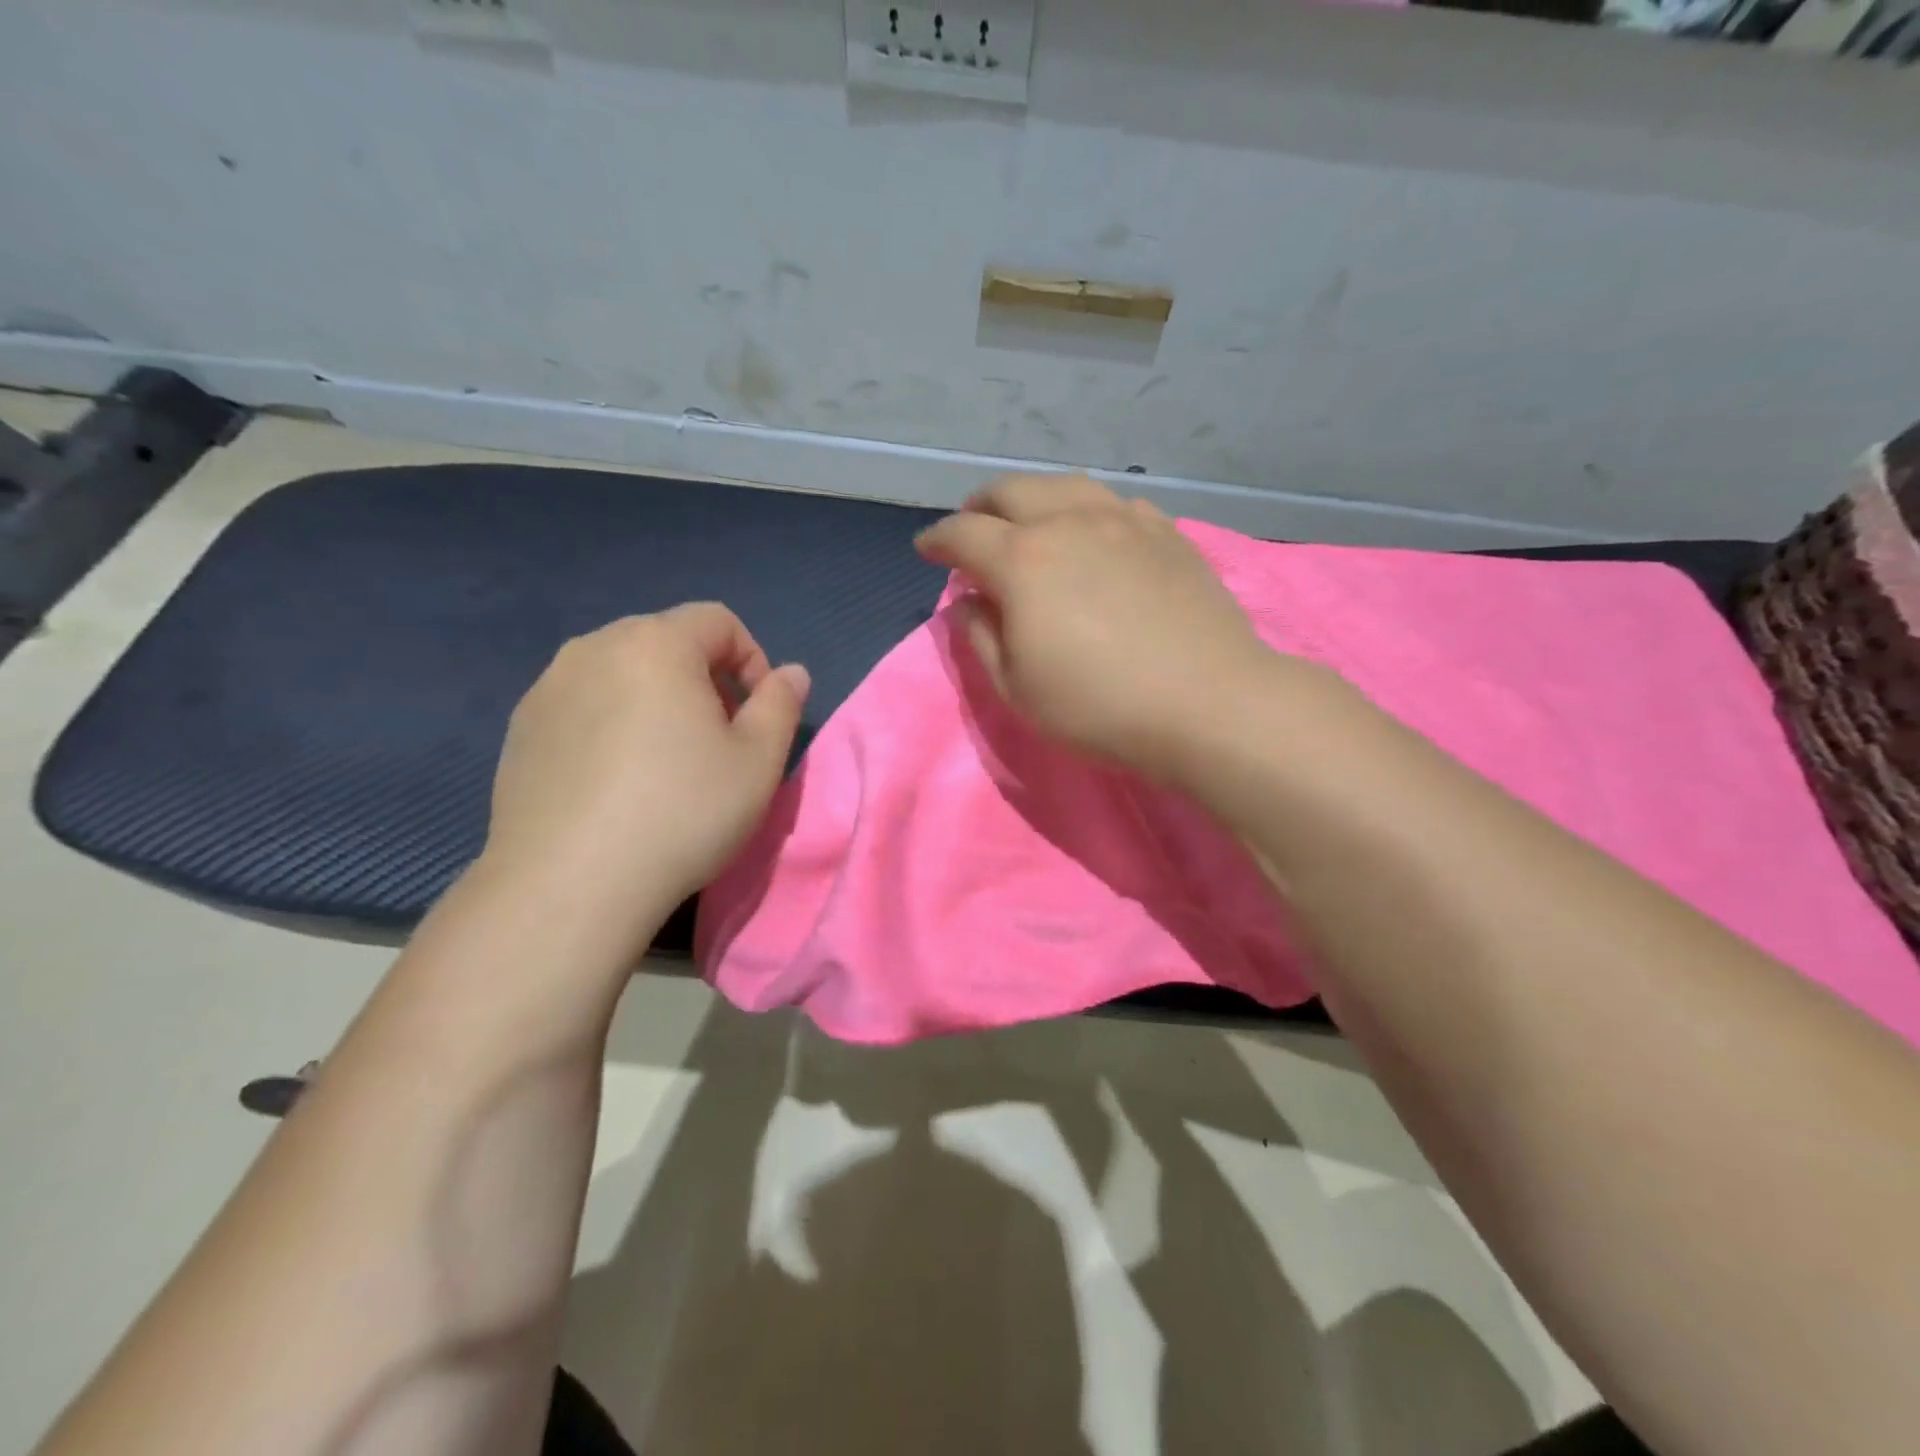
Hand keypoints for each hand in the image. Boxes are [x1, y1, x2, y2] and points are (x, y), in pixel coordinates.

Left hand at [482, 604, 809, 946]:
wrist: (570, 884)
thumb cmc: (682, 812)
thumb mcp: (758, 761)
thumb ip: (781, 704)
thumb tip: (790, 673)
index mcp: (656, 644)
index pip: (718, 620)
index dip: (752, 659)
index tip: (757, 713)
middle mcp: (594, 648)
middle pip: (666, 640)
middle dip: (703, 677)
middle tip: (716, 737)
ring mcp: (548, 687)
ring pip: (621, 671)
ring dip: (655, 698)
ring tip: (665, 760)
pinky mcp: (520, 728)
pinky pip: (583, 704)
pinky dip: (611, 722)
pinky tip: (616, 781)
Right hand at [915, 474, 1274, 784]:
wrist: (1207, 702)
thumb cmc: (1100, 707)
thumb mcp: (1018, 689)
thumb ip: (982, 639)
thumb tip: (969, 603)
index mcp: (1022, 561)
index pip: (963, 534)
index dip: (937, 540)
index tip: (927, 552)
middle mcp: (1069, 523)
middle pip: (1011, 491)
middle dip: (980, 506)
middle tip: (972, 529)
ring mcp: (1123, 520)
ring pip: (1064, 486)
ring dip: (1033, 499)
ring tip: (1028, 523)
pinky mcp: (1165, 532)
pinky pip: (1113, 503)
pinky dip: (1085, 510)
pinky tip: (1092, 532)